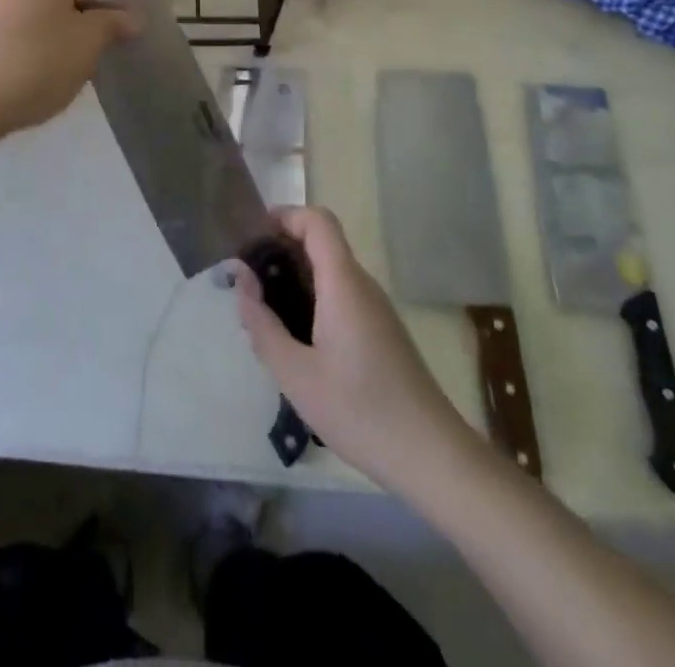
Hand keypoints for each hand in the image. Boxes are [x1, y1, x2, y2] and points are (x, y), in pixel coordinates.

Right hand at [234, 207, 477, 497]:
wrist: (433, 458)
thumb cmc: (361, 411)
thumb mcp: (296, 374)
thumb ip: (262, 323)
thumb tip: (241, 278)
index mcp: (343, 283)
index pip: (318, 221)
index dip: (284, 216)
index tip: (251, 238)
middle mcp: (362, 286)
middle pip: (320, 245)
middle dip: (280, 252)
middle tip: (247, 286)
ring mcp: (376, 309)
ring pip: (329, 274)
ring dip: (294, 281)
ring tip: (263, 319)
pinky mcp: (381, 332)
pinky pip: (340, 298)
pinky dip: (312, 302)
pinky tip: (296, 345)